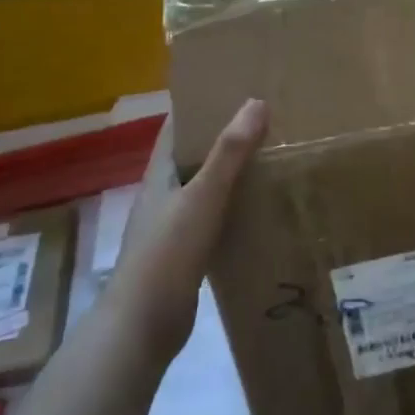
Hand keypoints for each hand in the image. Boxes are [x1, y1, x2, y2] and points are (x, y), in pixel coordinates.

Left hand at [110, 99, 267, 360]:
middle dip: (223, 137)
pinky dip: (233, 207)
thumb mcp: (202, 197)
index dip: (200, 105)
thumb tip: (256, 102)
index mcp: (159, 174)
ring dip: (230, 173)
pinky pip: (213, 218)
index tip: (235, 88)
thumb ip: (228, 152)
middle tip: (266, 121)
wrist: (142, 326)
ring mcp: (171, 225)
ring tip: (271, 158)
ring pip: (204, 187)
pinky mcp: (184, 253)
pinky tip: (259, 208)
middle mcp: (162, 194)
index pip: (176, 127)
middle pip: (192, 155)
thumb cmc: (167, 254)